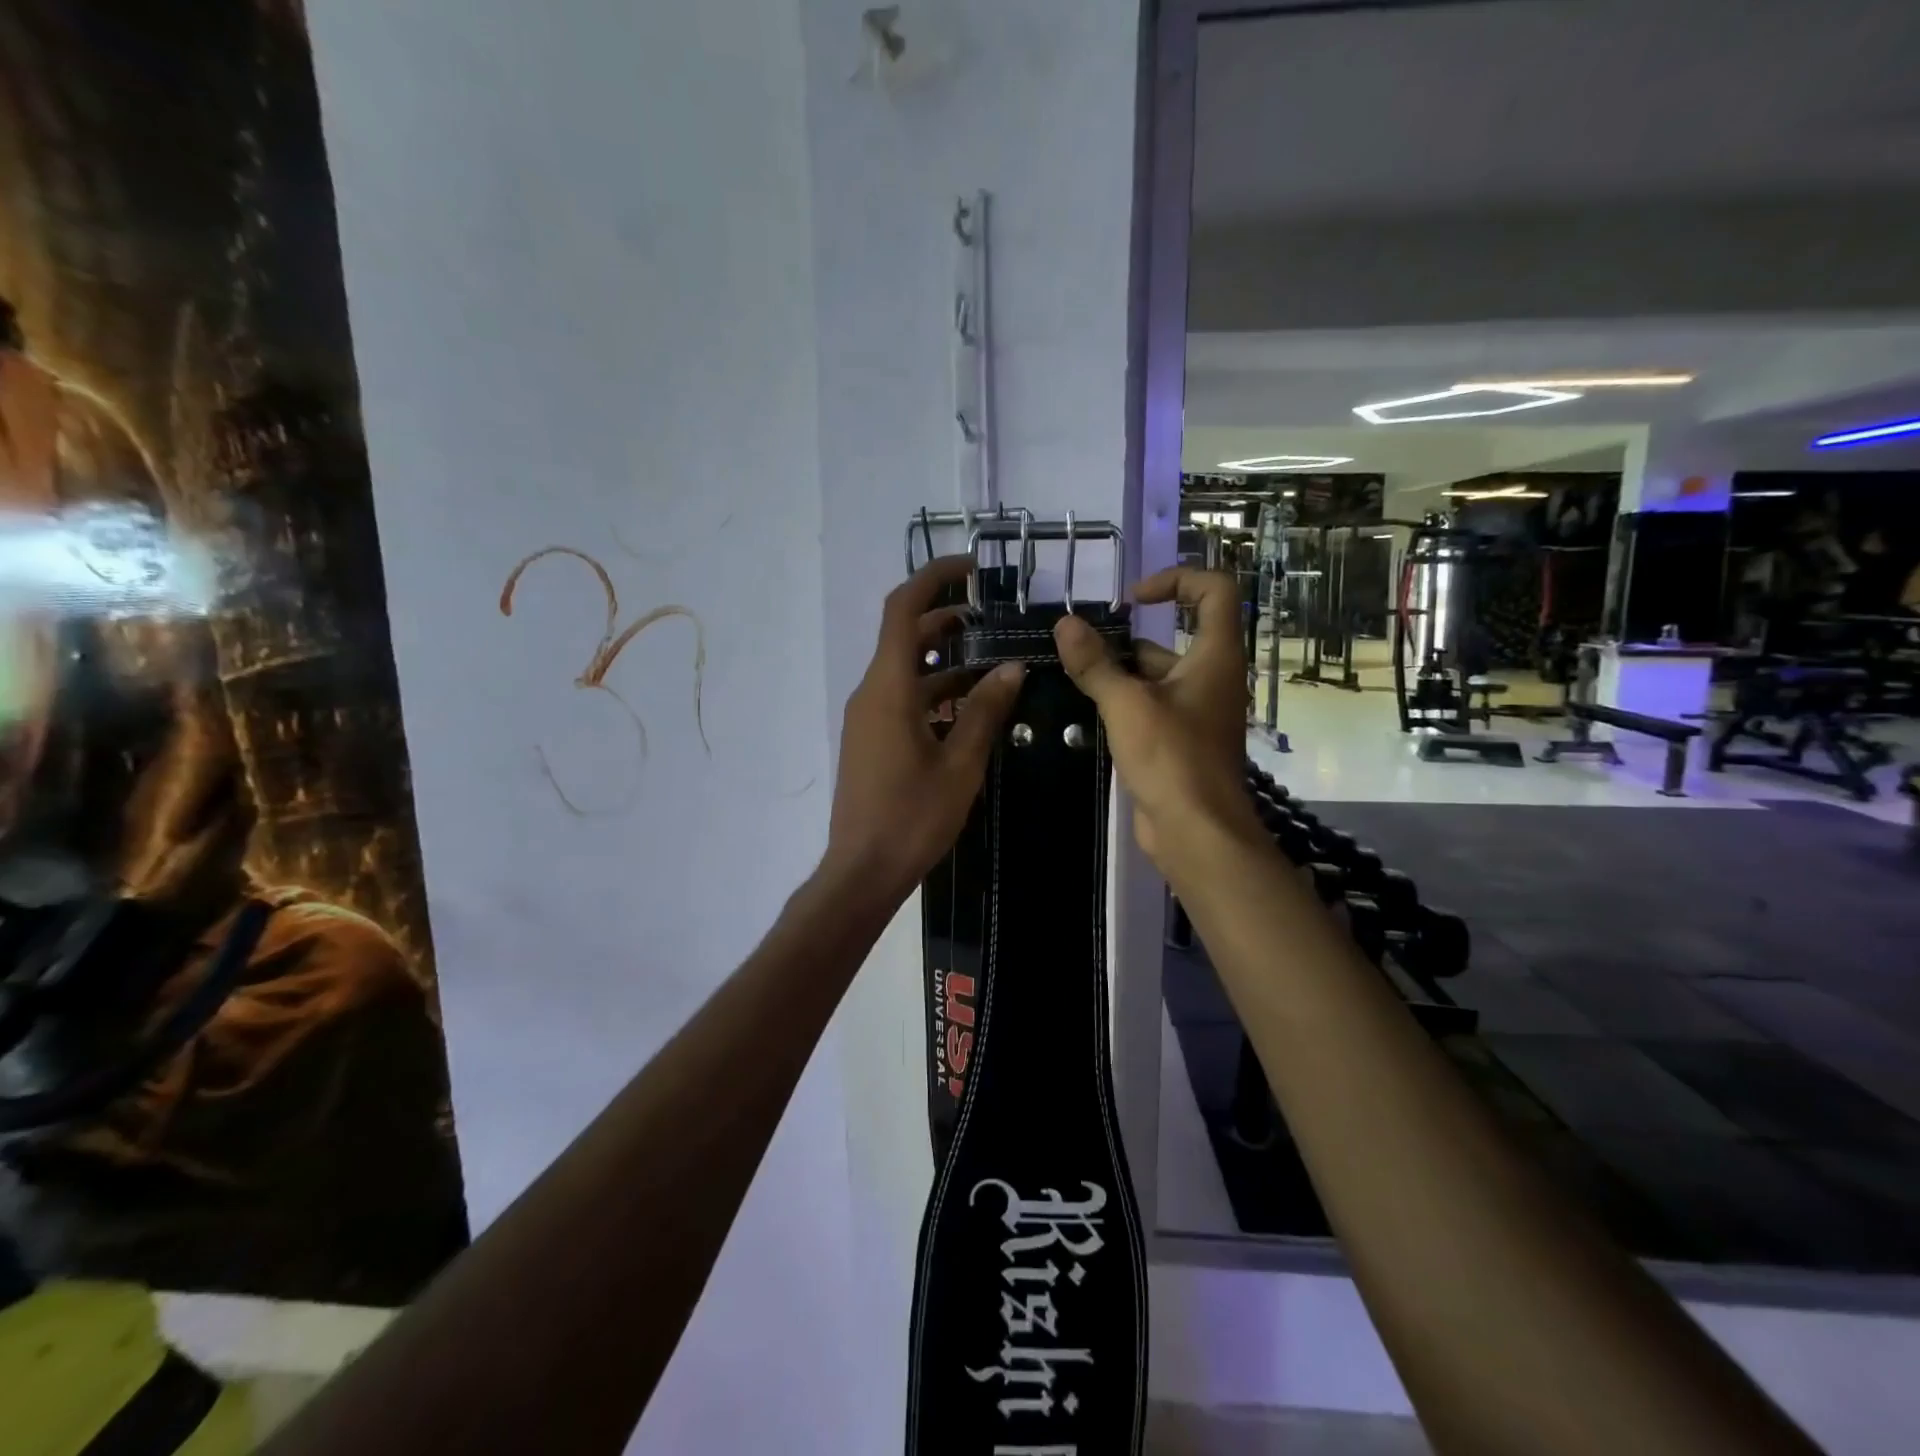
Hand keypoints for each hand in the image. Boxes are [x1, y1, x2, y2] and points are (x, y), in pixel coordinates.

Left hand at [823, 556, 1024, 902]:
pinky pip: (902, 700)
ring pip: (906, 671)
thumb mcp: (960, 764)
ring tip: (993, 661)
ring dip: (944, 660)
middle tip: (993, 617)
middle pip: (904, 636)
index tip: (973, 569)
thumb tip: (1012, 668)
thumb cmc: (912, 817)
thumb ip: (985, 711)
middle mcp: (871, 693)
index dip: (934, 579)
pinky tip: (970, 709)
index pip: (902, 610)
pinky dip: (934, 692)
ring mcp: (867, 718)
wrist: (862, 870)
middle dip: (946, 619)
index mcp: (888, 689)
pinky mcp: (871, 740)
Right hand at [1053, 567, 1260, 875]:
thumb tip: (1064, 624)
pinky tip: (1085, 708)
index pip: (1214, 591)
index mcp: (1215, 656)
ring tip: (1072, 674)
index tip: (1132, 599)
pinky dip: (1122, 701)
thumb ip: (1095, 664)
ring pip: (1157, 675)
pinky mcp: (1179, 741)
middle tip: (1080, 645)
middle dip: (1127, 637)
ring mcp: (1196, 711)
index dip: (1176, 580)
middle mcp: (1211, 677)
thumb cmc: (1172, 758)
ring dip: (1118, 671)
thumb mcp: (1127, 704)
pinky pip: (1150, 706)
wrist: (1196, 832)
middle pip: (1175, 636)